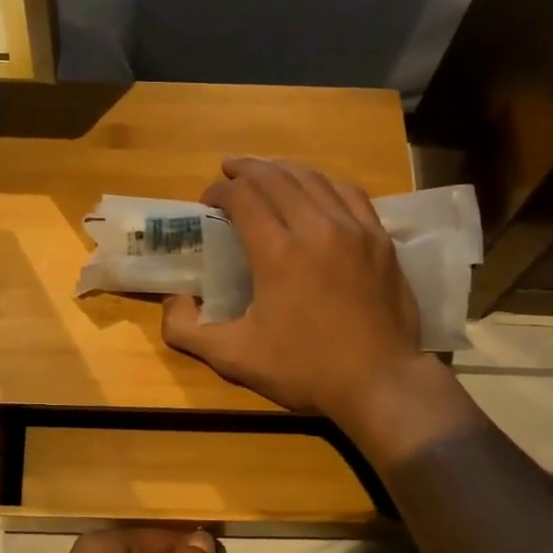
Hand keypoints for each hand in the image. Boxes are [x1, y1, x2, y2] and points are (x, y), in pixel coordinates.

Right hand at [161, 158, 428, 429]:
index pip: (243, 197)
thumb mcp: (234, 358)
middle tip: (228, 171)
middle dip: (247, 169)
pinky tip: (315, 188)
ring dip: (283, 170)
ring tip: (265, 171)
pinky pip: (349, 193)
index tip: (207, 201)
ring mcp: (354, 230)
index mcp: (278, 253)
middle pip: (276, 178)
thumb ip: (188, 331)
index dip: (220, 191)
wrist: (380, 382)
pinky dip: (324, 183)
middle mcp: (316, 228)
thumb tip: (172, 301)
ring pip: (314, 179)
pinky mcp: (380, 239)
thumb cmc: (304, 370)